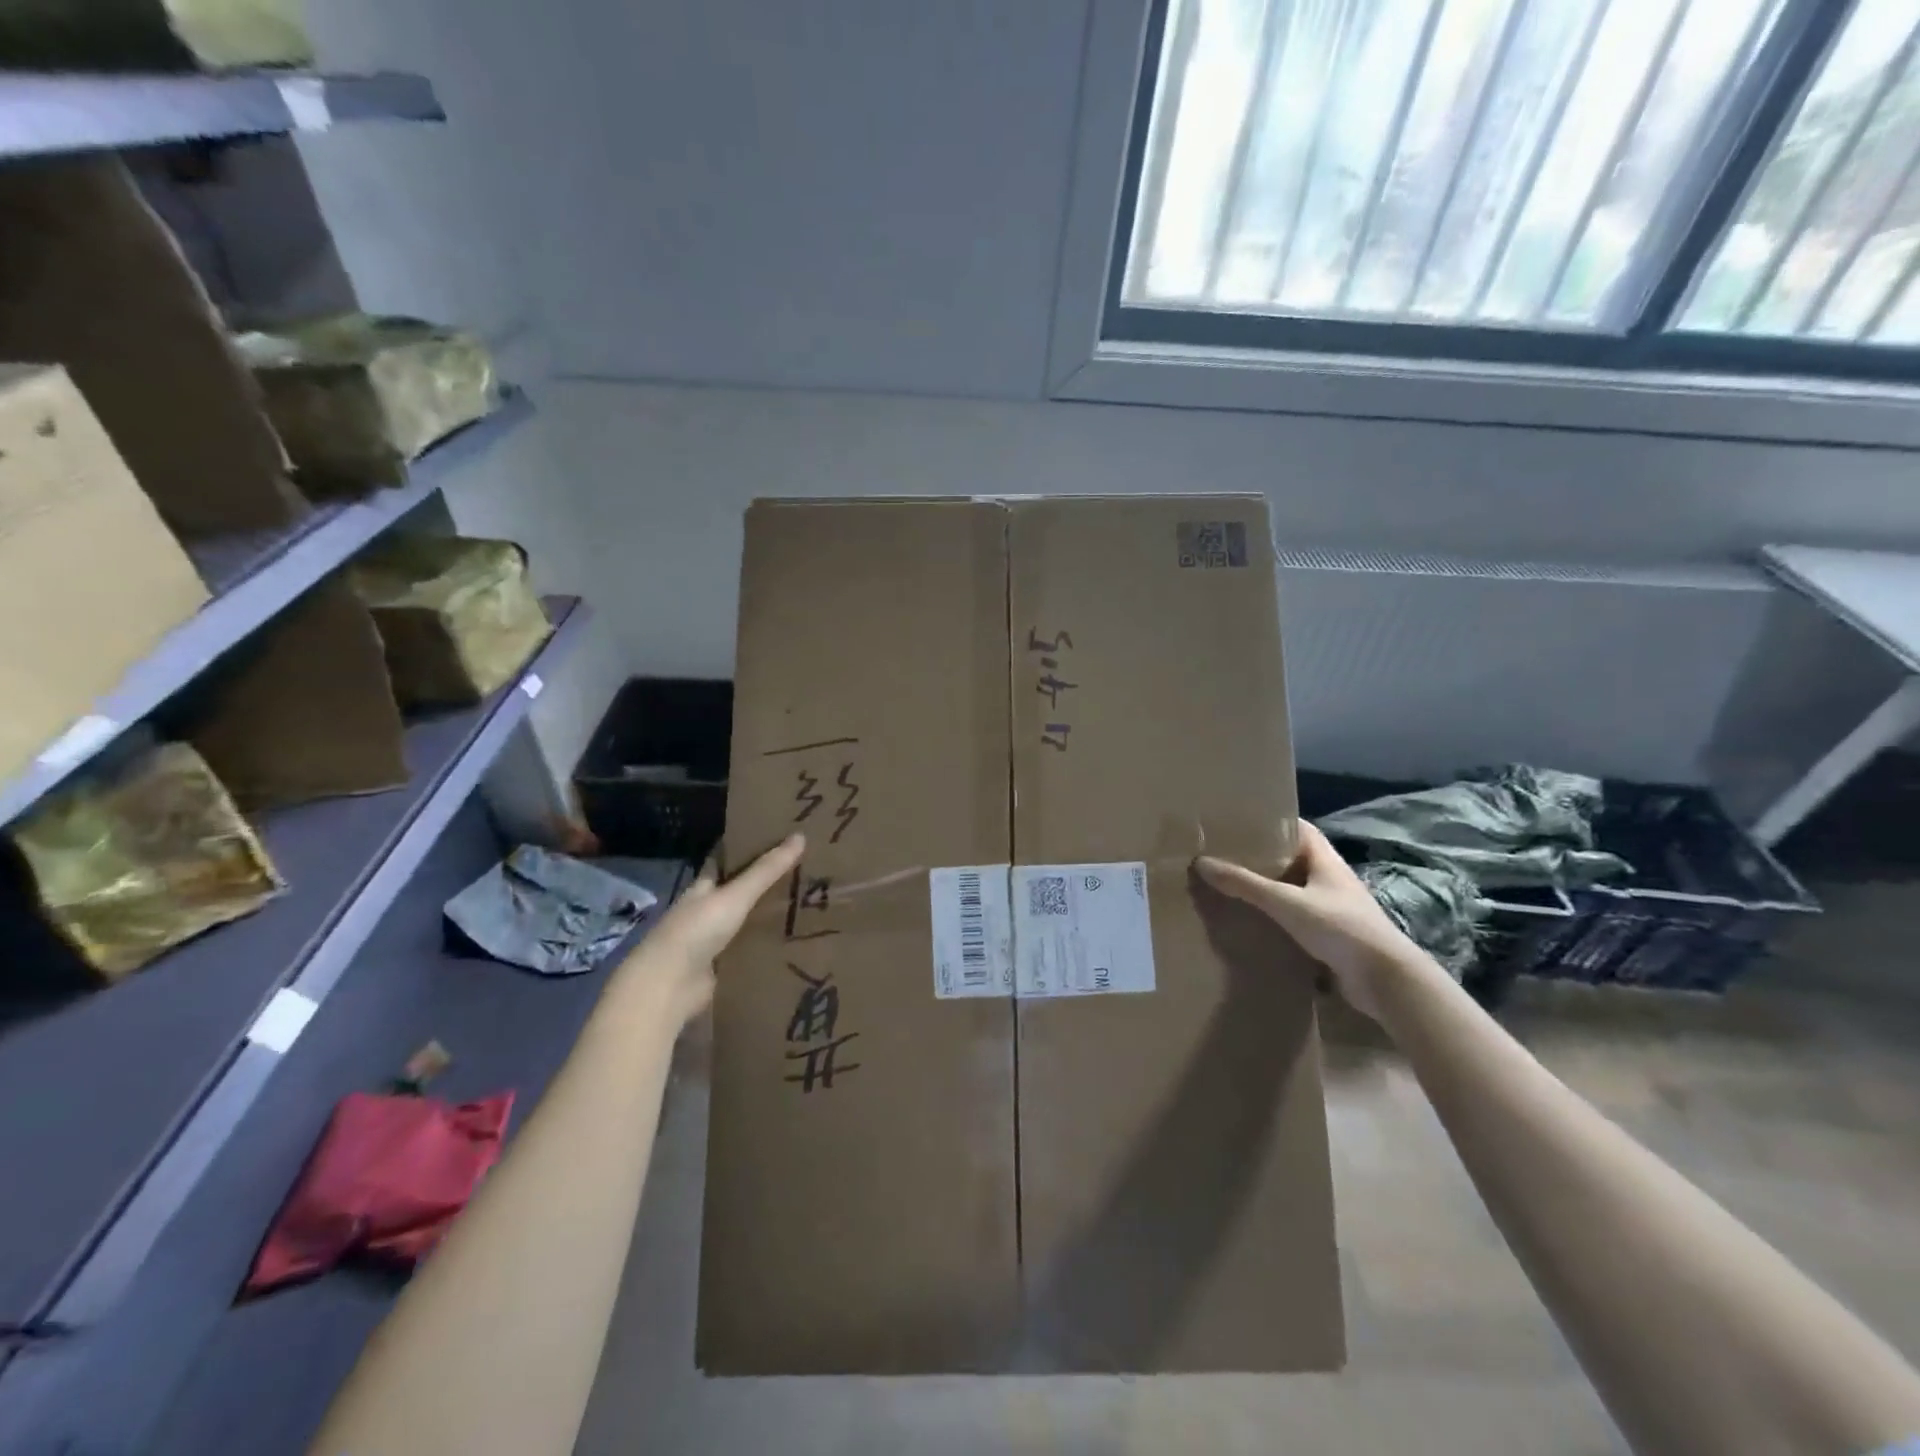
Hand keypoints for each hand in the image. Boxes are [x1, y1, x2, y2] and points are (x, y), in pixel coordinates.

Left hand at [617, 833, 805, 1028]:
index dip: (748, 849)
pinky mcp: (721, 967)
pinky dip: (767, 945)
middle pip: (739, 892)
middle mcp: (705, 911)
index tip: (779, 838)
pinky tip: (794, 939)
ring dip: (768, 916)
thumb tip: (800, 835)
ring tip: (808, 903)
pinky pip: (749, 950)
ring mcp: (712, 941)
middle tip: (804, 870)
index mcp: (703, 888)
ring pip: (746, 921)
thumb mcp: (735, 895)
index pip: (726, 862)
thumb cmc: (696, 931)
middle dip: (766, 884)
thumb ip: (767, 870)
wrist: (669, 987)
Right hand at [1195, 821, 1419, 1019]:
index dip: (1274, 821)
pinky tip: (1253, 921)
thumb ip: (1245, 884)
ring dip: (1268, 888)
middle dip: (1263, 856)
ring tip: (1231, 885)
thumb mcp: (1286, 902)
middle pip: (1293, 859)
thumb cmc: (1340, 928)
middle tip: (1226, 853)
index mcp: (1325, 861)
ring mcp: (1332, 909)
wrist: (1386, 980)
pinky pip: (1296, 918)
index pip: (1299, 829)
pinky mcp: (1330, 937)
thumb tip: (1201, 862)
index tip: (1242, 820)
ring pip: (1294, 890)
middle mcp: (1330, 880)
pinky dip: (1275, 917)